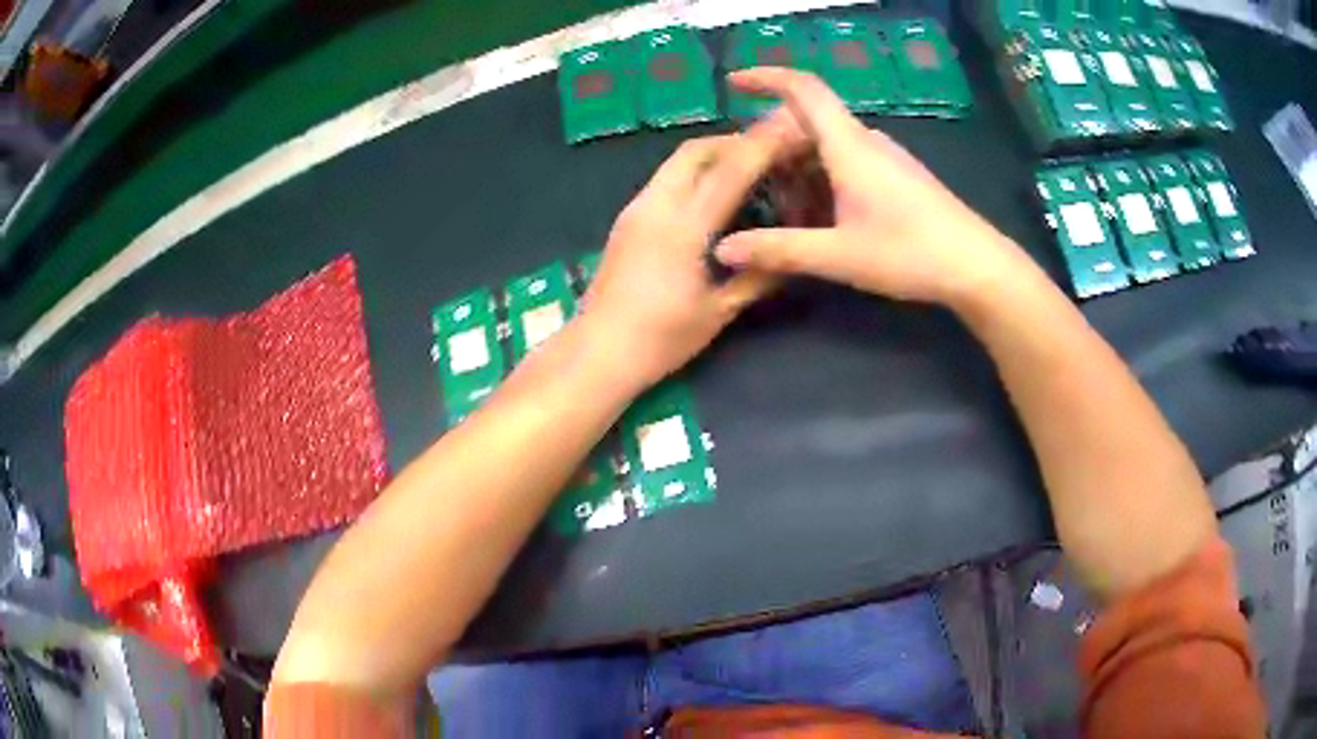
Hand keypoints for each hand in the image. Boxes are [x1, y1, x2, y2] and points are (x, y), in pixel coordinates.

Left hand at [582, 117, 802, 389]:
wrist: (597, 352)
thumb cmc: (660, 339)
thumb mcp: (718, 312)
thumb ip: (756, 278)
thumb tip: (788, 256)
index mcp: (683, 227)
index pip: (730, 171)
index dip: (763, 146)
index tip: (791, 131)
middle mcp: (656, 206)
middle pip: (696, 151)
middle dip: (735, 142)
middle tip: (769, 153)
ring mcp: (636, 210)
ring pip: (676, 163)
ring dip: (712, 156)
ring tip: (745, 170)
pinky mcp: (627, 220)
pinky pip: (665, 180)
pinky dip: (693, 174)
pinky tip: (712, 196)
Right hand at [714, 68, 1035, 307]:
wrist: (977, 267)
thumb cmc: (910, 253)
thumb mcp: (839, 255)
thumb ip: (779, 249)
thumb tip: (723, 249)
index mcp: (849, 146)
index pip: (803, 90)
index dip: (767, 77)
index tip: (734, 82)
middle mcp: (865, 142)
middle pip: (808, 124)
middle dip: (774, 148)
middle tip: (749, 183)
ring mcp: (884, 158)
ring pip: (827, 148)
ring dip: (799, 172)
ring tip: (783, 215)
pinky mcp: (896, 177)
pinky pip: (847, 164)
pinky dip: (823, 183)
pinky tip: (820, 221)